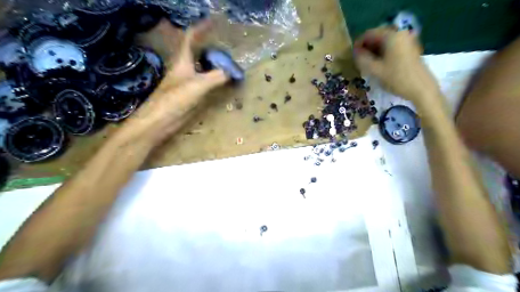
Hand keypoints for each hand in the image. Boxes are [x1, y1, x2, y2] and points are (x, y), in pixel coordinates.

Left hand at [129, 18, 227, 143]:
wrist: (159, 121)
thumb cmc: (174, 100)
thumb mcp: (197, 86)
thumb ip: (216, 77)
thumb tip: (232, 73)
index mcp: (183, 61)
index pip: (191, 38)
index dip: (201, 28)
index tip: (214, 22)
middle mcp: (185, 69)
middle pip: (198, 53)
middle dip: (212, 48)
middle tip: (227, 48)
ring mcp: (187, 82)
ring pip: (203, 68)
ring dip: (214, 64)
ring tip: (228, 64)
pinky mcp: (190, 95)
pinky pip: (205, 82)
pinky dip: (215, 79)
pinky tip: (223, 82)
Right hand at [353, 27, 437, 103]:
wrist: (421, 88)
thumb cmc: (397, 78)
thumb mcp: (375, 70)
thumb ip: (362, 59)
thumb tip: (355, 53)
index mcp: (391, 36)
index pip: (369, 34)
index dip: (358, 44)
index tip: (352, 56)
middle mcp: (400, 34)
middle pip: (377, 36)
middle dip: (366, 48)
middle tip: (358, 61)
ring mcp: (406, 41)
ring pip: (384, 43)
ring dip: (373, 51)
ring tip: (366, 65)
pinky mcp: (409, 49)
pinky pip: (391, 47)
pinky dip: (382, 54)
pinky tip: (378, 65)